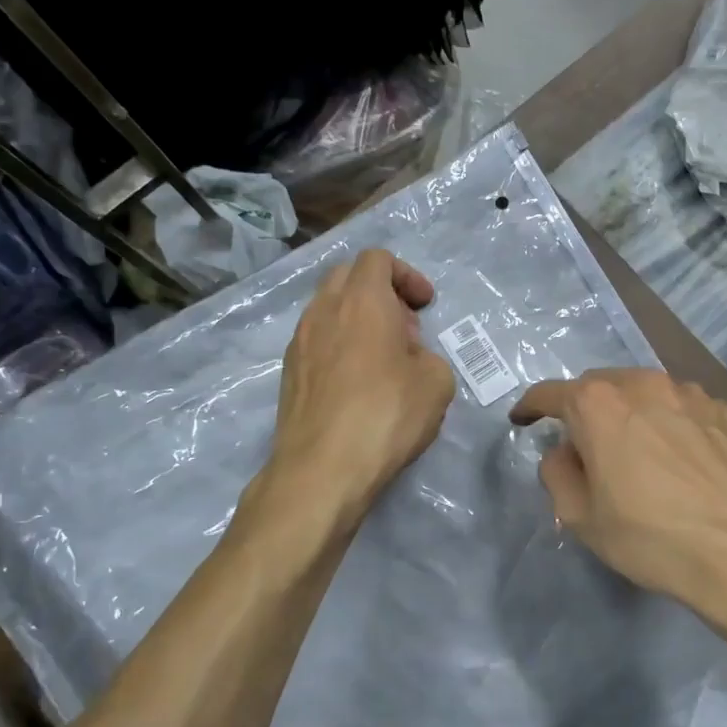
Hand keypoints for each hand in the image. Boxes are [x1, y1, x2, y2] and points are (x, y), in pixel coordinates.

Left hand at [268, 249, 455, 519]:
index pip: (377, 259)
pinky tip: (358, 385)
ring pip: (329, 309)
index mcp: (362, 300)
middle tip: (405, 327)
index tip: (425, 306)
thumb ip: (428, 356)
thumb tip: (409, 358)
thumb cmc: (386, 415)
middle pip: (348, 277)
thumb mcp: (437, 382)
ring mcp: (299, 342)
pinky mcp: (289, 373)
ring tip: (382, 359)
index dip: (407, 275)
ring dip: (358, 320)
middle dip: (380, 292)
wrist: (323, 468)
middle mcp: (323, 310)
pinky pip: (317, 341)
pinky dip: (340, 346)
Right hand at [509, 369, 726, 619]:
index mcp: (597, 405)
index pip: (550, 393)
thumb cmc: (650, 537)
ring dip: (629, 412)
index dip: (530, 407)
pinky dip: (669, 422)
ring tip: (636, 450)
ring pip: (643, 392)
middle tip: (585, 446)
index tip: (522, 420)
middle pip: (598, 386)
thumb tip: (566, 452)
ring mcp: (689, 393)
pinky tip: (679, 458)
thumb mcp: (580, 518)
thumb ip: (558, 473)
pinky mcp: (723, 411)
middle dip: (583, 409)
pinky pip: (681, 408)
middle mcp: (642, 384)